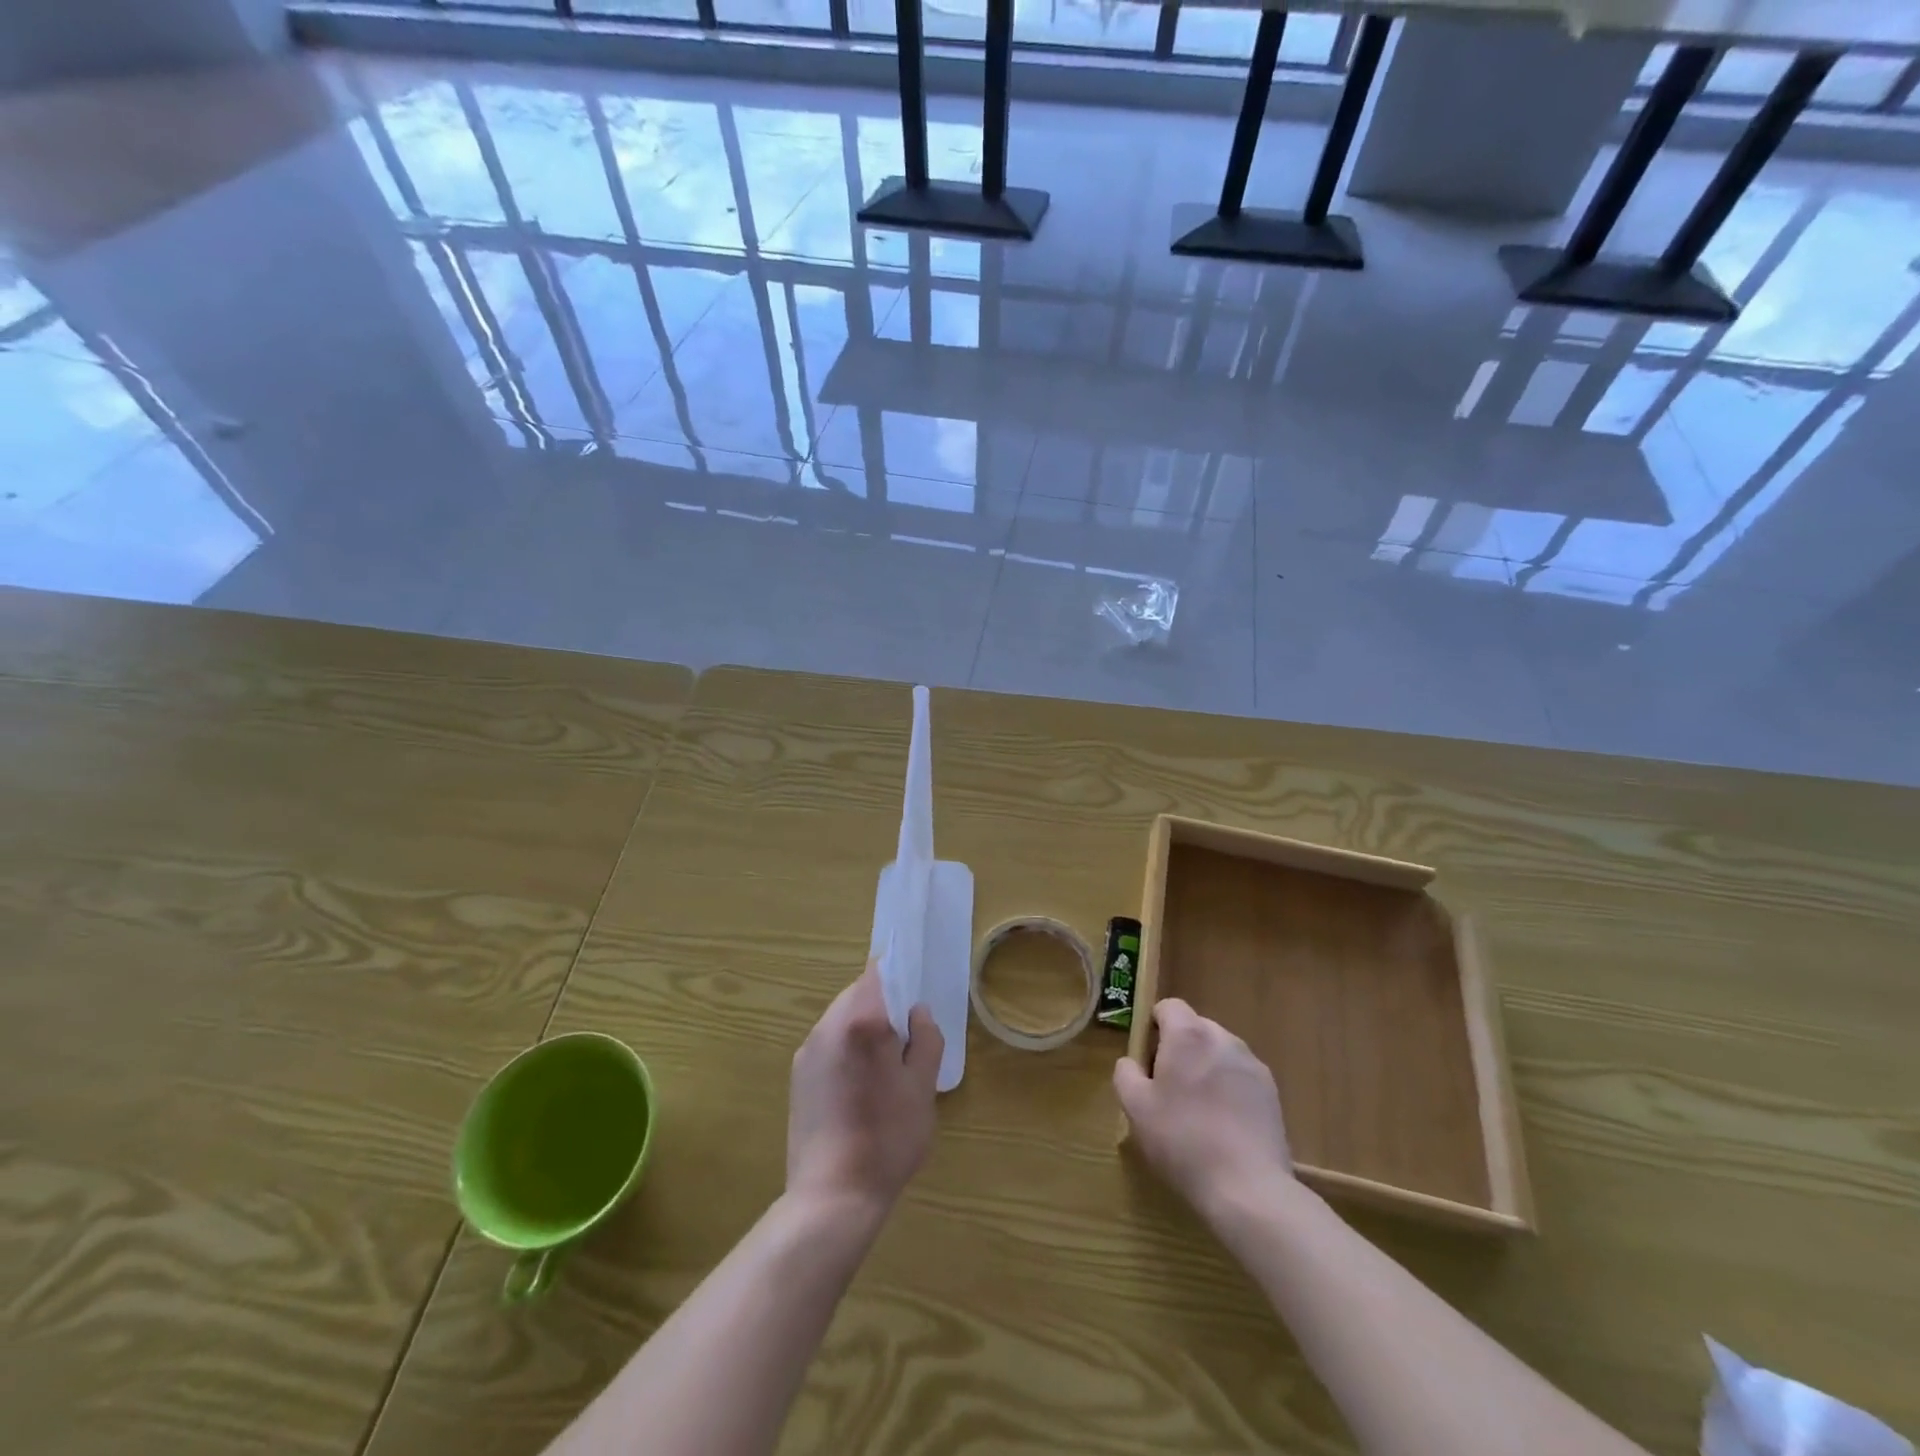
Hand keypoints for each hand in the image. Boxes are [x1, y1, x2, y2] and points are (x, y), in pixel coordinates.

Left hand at [787, 964, 942, 1225]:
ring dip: (863, 1029)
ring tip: (884, 1069)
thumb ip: (926, 1040)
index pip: (876, 973)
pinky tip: (859, 1089)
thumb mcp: (923, 1088)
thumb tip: (917, 1013)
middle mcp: (828, 1026)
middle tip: (906, 1040)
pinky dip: (846, 1051)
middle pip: (857, 995)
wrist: (832, 1197)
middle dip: (882, 1007)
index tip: (913, 996)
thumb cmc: (887, 1138)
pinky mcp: (797, 1076)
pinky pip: (828, 1045)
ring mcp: (808, 1051)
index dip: (897, 976)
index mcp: (862, 1021)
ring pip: (841, 1020)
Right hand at [1114, 998, 1294, 1220]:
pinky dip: (1229, 1089)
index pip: (1168, 1006)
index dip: (1154, 1026)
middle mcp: (1223, 1038)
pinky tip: (1224, 1125)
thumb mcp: (1135, 1108)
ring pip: (1219, 1052)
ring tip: (1198, 1110)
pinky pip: (1240, 1076)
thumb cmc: (1182, 1141)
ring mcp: (1252, 1064)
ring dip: (1206, 1068)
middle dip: (1180, 1049)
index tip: (1147, 1059)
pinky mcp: (1272, 1092)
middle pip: (1195, 1028)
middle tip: (1169, 1088)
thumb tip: (1132, 1063)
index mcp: (1188, 1035)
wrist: (1248, 1188)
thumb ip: (1126, 1073)